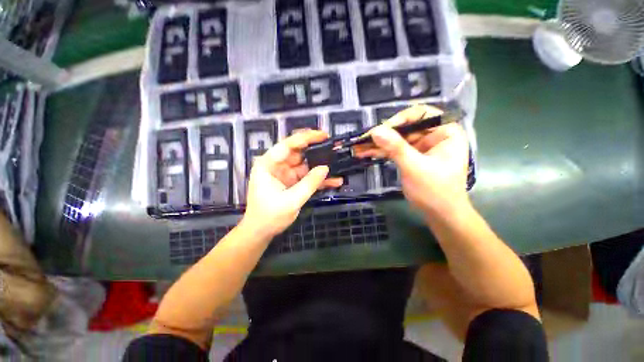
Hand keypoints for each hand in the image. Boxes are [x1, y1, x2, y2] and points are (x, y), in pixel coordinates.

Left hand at [242, 130, 342, 237]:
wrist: (261, 232)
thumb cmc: (269, 216)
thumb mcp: (291, 200)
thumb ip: (309, 184)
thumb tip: (325, 168)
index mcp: (268, 165)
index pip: (287, 145)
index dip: (305, 138)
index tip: (323, 135)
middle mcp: (277, 166)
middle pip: (298, 153)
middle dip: (316, 151)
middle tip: (334, 148)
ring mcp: (286, 174)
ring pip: (305, 165)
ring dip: (320, 166)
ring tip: (338, 164)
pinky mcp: (292, 183)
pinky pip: (307, 177)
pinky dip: (319, 179)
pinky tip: (334, 181)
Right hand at [358, 105, 469, 215]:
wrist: (440, 215)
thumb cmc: (435, 191)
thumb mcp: (415, 167)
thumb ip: (396, 148)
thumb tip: (375, 130)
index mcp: (445, 131)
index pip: (420, 114)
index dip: (399, 120)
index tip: (380, 131)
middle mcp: (433, 135)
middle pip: (404, 128)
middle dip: (382, 135)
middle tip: (362, 140)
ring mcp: (421, 147)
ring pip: (396, 140)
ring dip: (377, 145)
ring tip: (358, 148)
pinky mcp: (412, 157)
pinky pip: (394, 150)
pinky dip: (381, 152)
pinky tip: (365, 153)